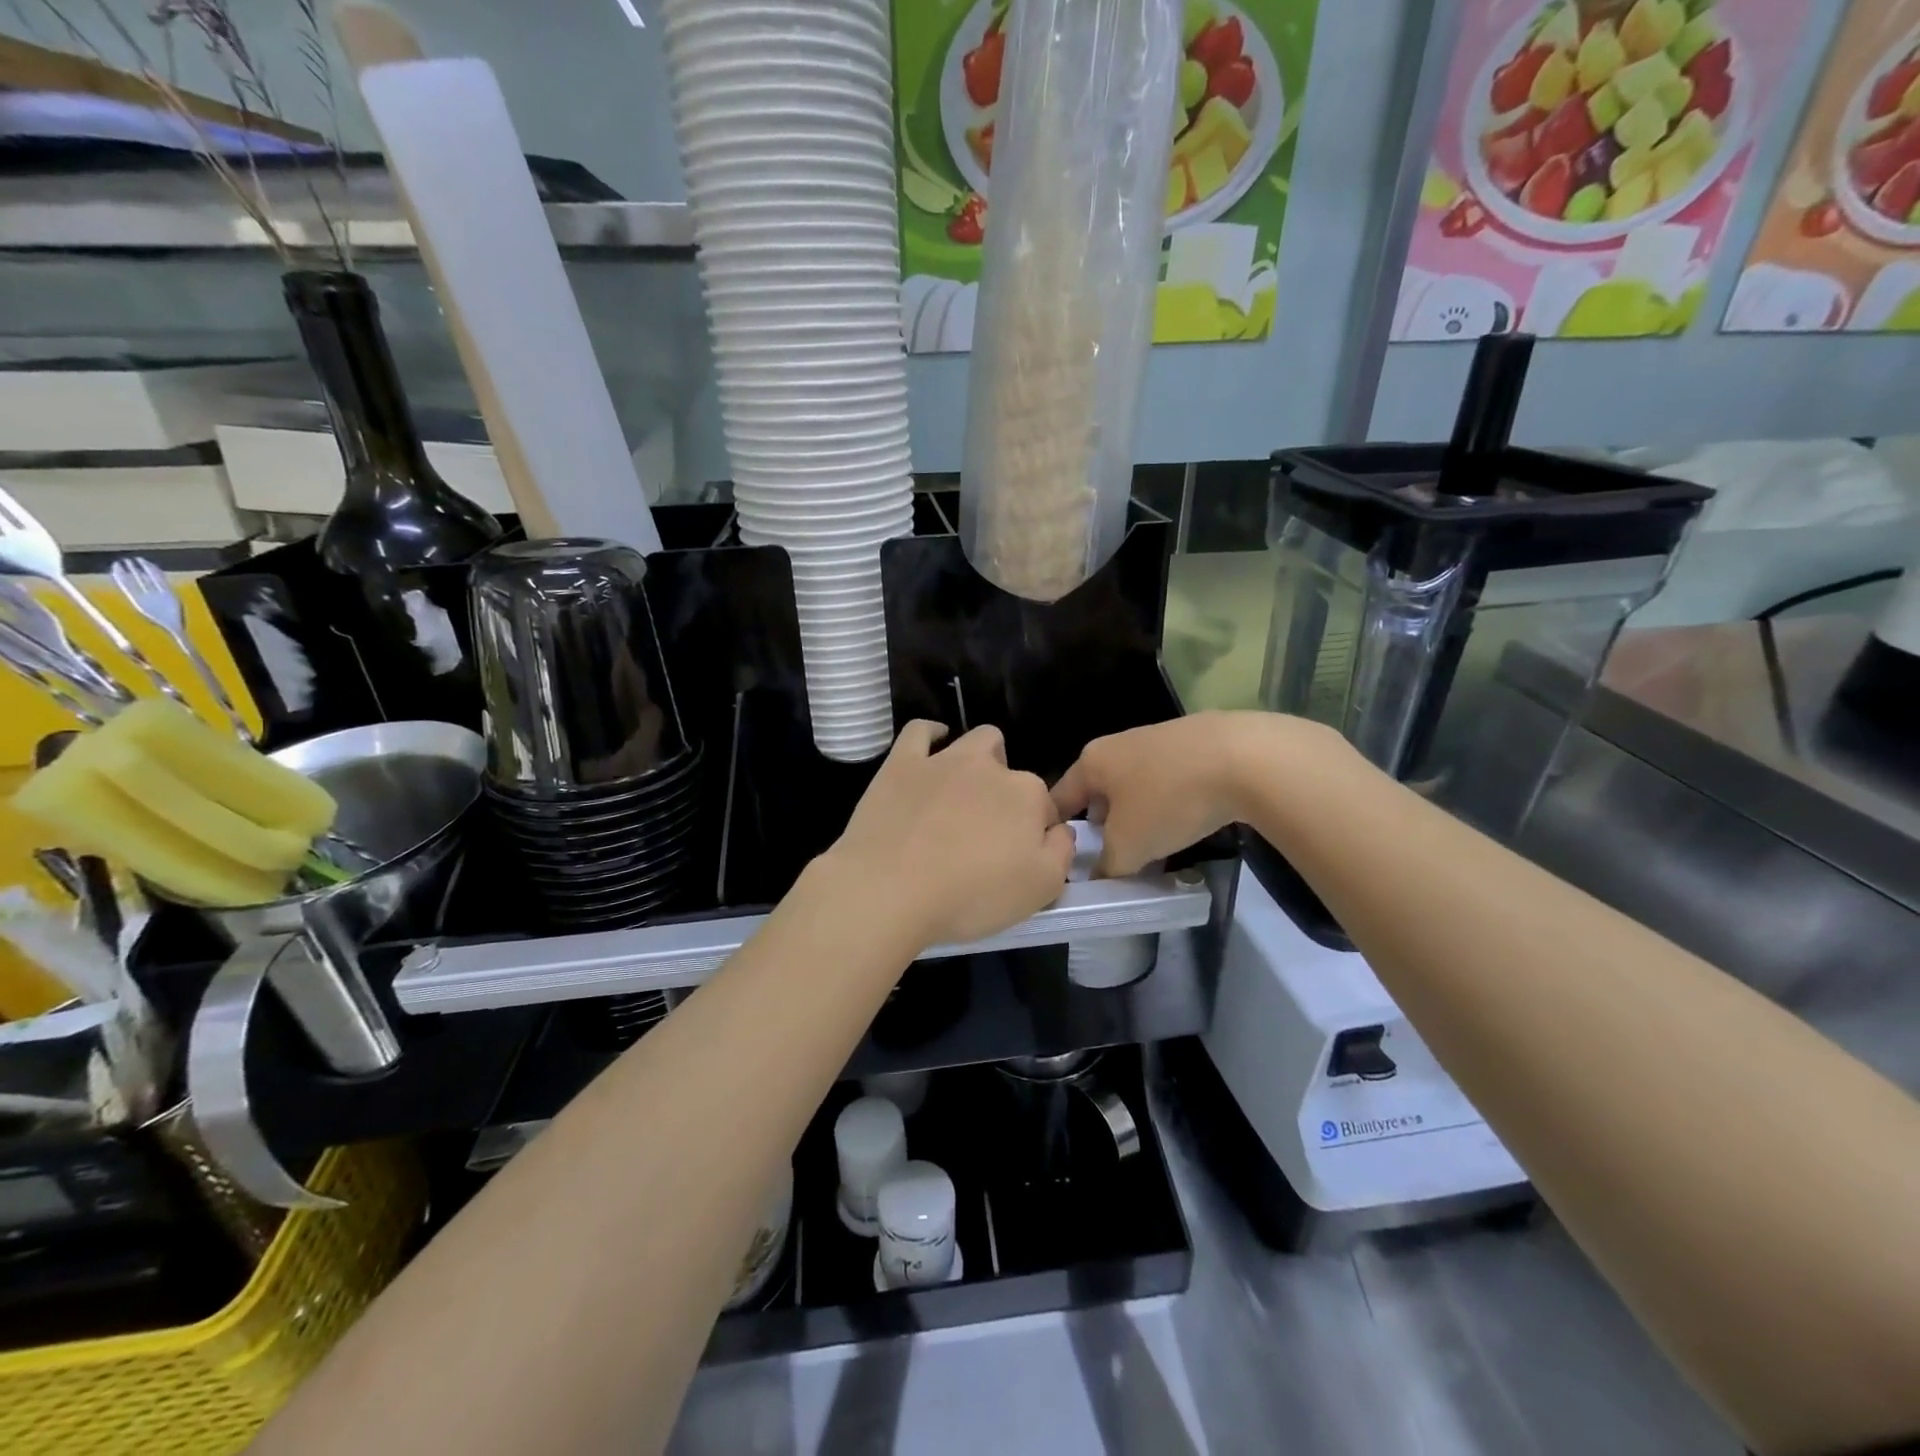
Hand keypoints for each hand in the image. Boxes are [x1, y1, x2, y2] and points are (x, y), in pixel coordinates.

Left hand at [822, 721, 1075, 949]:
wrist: (890, 889)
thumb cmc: (971, 895)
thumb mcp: (1040, 889)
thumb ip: (1062, 852)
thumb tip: (1060, 830)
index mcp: (1027, 795)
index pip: (1045, 807)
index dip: (1036, 833)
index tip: (1019, 859)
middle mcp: (989, 767)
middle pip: (1011, 770)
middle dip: (1008, 792)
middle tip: (989, 831)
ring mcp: (943, 760)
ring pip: (976, 741)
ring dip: (980, 759)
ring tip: (965, 793)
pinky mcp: (902, 764)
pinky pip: (920, 731)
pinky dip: (930, 734)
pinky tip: (932, 747)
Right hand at [1051, 712, 1301, 875]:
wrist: (1245, 757)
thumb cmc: (1169, 800)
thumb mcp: (1129, 846)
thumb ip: (1107, 866)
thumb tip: (1099, 876)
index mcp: (1091, 761)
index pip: (1059, 799)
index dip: (1057, 833)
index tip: (1065, 861)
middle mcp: (1117, 744)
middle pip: (1098, 792)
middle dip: (1102, 826)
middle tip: (1112, 859)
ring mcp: (1157, 739)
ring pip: (1135, 787)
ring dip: (1138, 816)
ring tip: (1153, 847)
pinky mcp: (1195, 742)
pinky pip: (1168, 780)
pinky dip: (1170, 803)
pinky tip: (1187, 823)